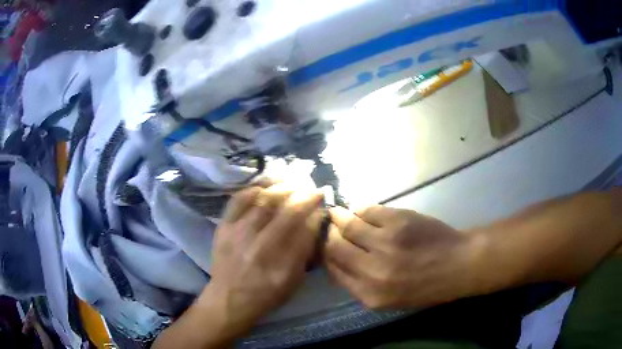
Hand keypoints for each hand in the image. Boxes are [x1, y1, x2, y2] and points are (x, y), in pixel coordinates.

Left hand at [197, 184, 323, 339]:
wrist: (229, 299)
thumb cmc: (266, 295)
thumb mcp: (293, 282)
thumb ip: (305, 253)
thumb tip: (314, 222)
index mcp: (282, 266)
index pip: (305, 230)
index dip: (316, 214)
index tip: (322, 206)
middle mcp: (260, 247)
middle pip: (287, 212)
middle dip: (305, 196)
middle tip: (313, 191)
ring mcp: (238, 234)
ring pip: (264, 200)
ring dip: (283, 189)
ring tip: (293, 185)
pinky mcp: (223, 227)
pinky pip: (239, 199)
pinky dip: (255, 189)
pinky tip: (266, 188)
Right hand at [324, 205, 486, 309]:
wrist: (458, 265)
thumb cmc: (426, 287)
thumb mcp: (391, 300)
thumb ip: (361, 285)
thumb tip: (338, 264)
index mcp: (370, 294)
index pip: (334, 270)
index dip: (325, 255)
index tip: (325, 246)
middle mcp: (372, 270)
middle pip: (335, 247)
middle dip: (328, 235)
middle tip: (329, 227)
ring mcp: (385, 243)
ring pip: (348, 225)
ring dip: (339, 217)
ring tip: (337, 213)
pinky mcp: (398, 221)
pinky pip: (368, 210)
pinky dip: (360, 209)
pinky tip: (360, 210)